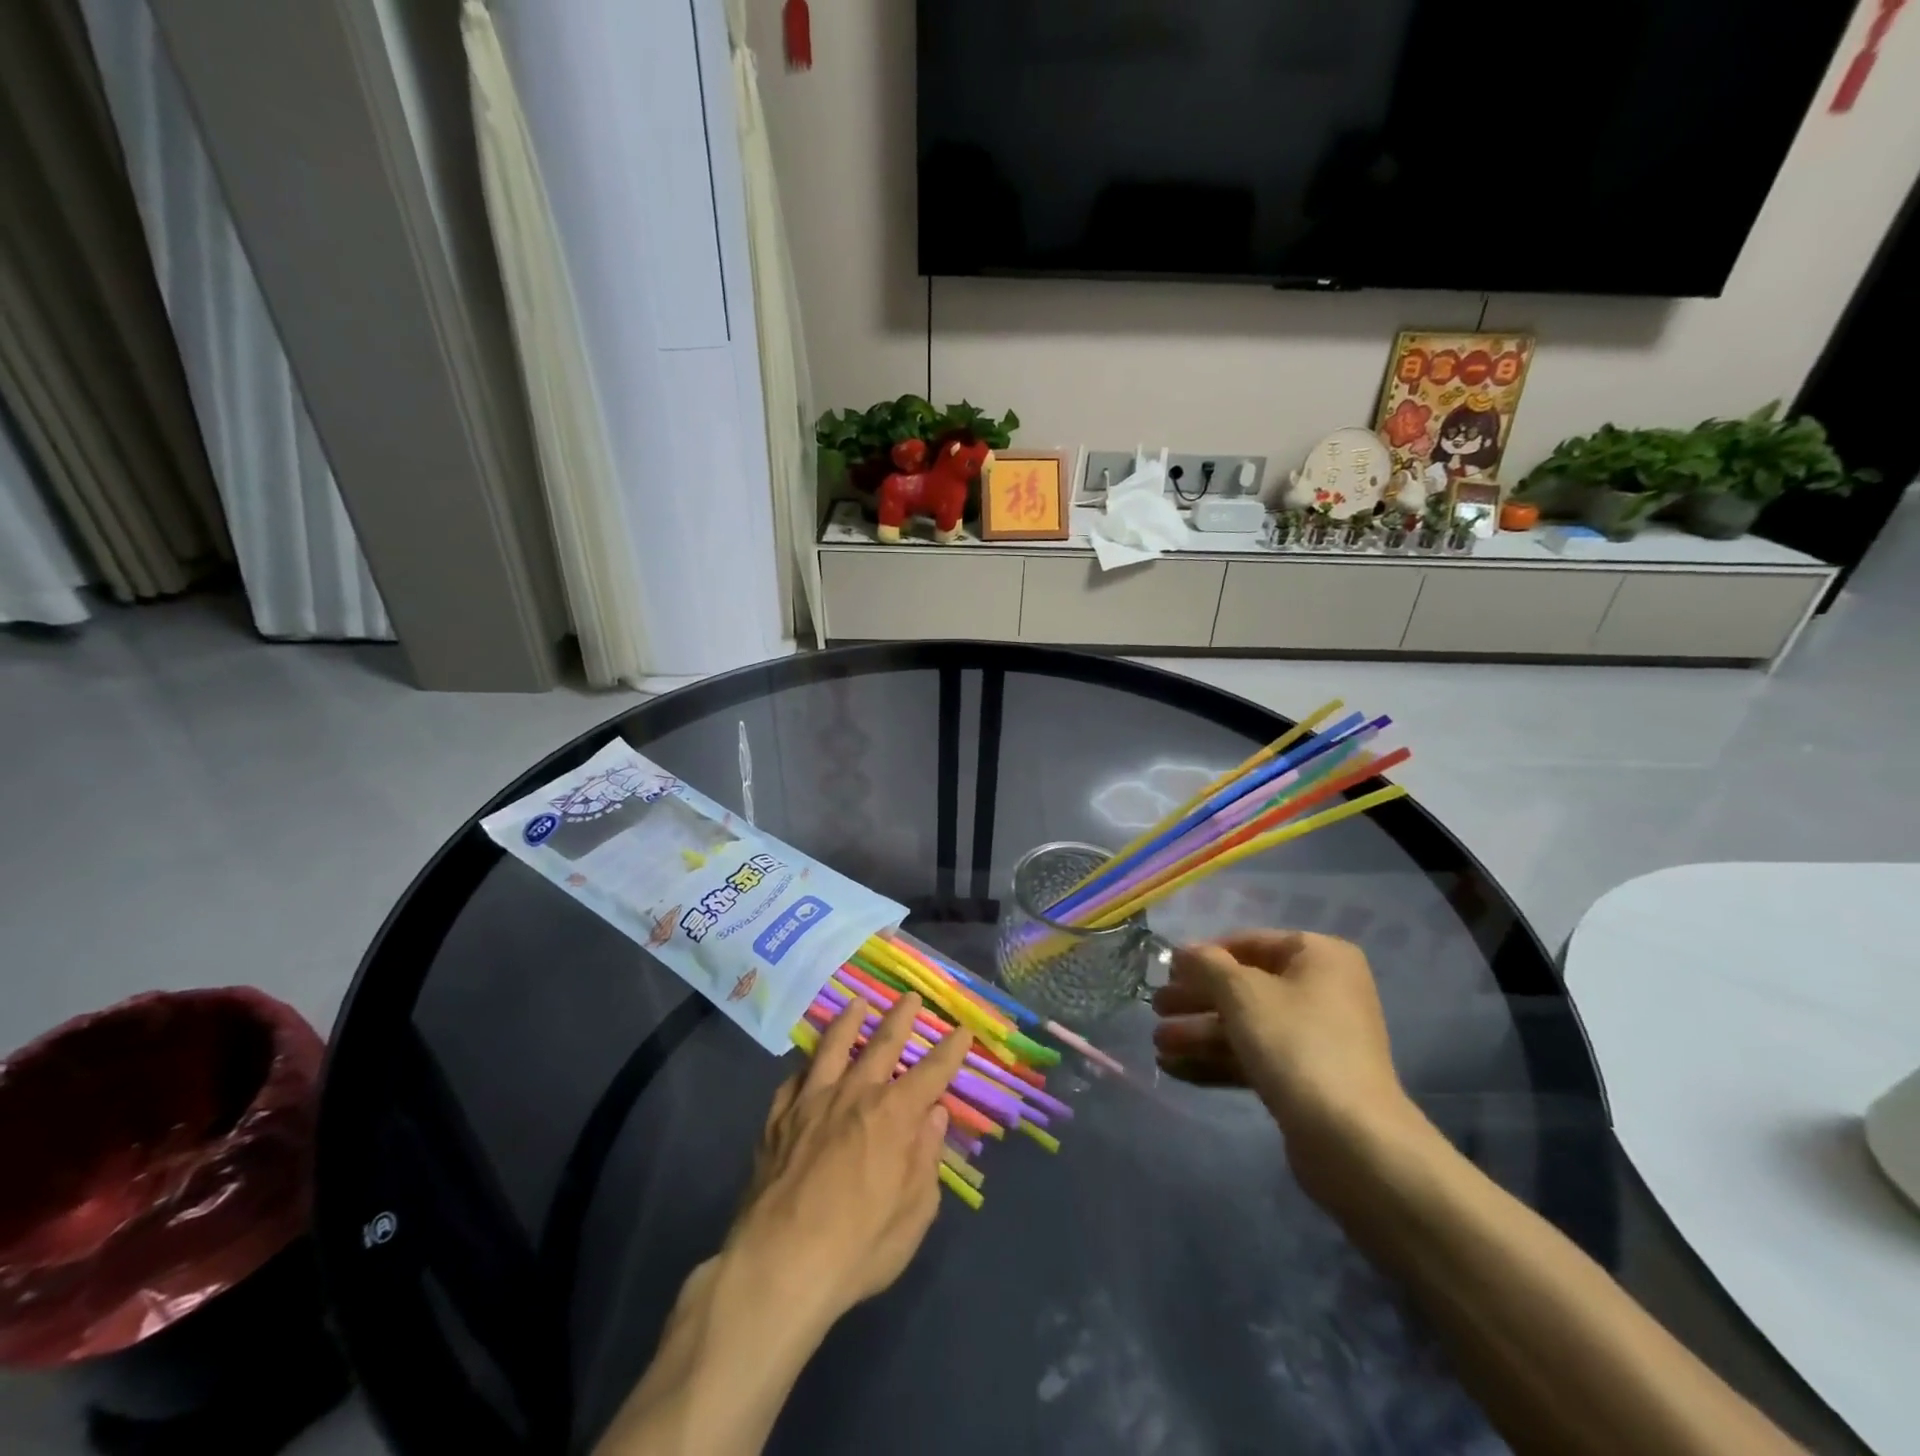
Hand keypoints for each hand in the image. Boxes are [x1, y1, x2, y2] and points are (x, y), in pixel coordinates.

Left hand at [723, 992, 972, 1334]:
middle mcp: (853, 1095)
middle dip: (901, 1018)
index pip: (931, 1072)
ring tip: (857, 1003)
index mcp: (893, 1115)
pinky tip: (808, 1065)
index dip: (950, 1050)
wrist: (776, 1267)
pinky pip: (794, 1081)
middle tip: (911, 998)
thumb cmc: (857, 1249)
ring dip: (849, 1022)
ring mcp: (810, 1103)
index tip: (962, 1029)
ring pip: (833, 1048)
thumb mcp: (913, 1214)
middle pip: (882, 1044)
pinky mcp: (777, 1120)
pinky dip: (807, 1067)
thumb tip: (934, 1117)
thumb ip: (925, 1160)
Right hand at [1152, 931, 1419, 1204]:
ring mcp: (1316, 1037)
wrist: (1352, 1140)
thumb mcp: (1241, 992)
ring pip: (1246, 1025)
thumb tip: (1183, 952)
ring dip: (1199, 1032)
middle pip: (1245, 987)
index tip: (1167, 972)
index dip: (1204, 956)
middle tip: (1156, 1009)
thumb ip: (1206, 964)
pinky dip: (1217, 1059)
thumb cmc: (1295, 1044)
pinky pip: (1254, 1057)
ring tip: (1159, 1044)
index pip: (1249, 942)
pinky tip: (1175, 1067)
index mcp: (1319, 956)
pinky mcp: (1307, 1079)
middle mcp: (1322, 990)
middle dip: (1197, 999)